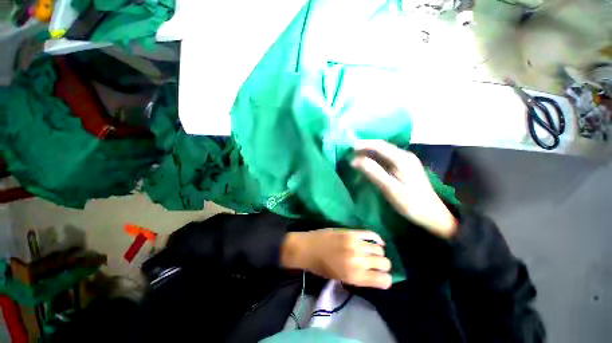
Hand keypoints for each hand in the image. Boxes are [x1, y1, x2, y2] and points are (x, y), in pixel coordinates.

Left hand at [281, 229, 391, 288]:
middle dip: (383, 265)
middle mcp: (358, 260)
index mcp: (355, 276)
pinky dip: (377, 238)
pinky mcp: (351, 232)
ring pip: (379, 249)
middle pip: (384, 263)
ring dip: (379, 252)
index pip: (383, 280)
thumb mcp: (340, 278)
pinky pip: (371, 234)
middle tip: (377, 264)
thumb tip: (373, 273)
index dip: (385, 279)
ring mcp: (355, 244)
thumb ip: (359, 277)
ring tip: (373, 253)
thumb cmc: (321, 267)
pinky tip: (378, 242)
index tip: (382, 277)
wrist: (308, 248)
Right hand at [351, 140, 457, 238]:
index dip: (363, 144)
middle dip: (364, 148)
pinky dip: (374, 160)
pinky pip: (385, 159)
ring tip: (355, 158)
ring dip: (368, 154)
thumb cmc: (412, 203)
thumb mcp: (390, 188)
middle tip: (349, 153)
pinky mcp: (404, 168)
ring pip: (382, 153)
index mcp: (402, 159)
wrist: (433, 216)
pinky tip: (367, 164)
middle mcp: (404, 156)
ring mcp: (405, 161)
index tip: (348, 148)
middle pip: (381, 147)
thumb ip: (373, 172)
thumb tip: (354, 160)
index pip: (379, 145)